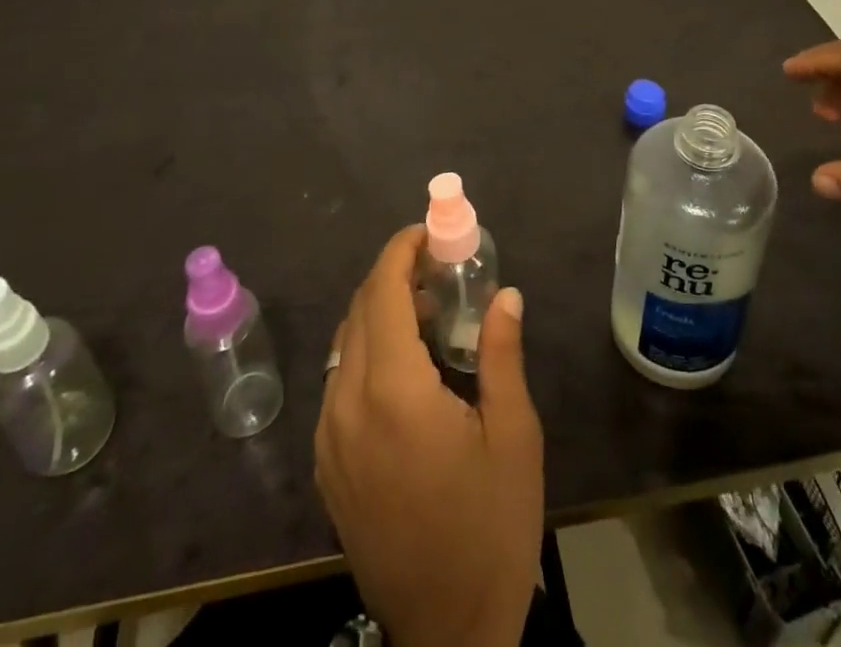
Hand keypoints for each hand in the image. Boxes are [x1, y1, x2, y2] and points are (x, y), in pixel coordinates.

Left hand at [315, 225, 542, 646]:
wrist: (448, 633)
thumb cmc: (490, 528)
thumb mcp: (514, 436)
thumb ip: (504, 354)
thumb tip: (506, 294)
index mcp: (393, 393)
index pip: (381, 293)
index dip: (400, 252)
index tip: (427, 233)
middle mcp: (347, 405)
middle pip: (358, 311)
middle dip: (392, 276)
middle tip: (437, 272)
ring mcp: (328, 438)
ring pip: (344, 344)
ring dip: (378, 312)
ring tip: (425, 314)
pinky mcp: (326, 465)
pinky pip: (339, 382)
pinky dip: (366, 351)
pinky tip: (404, 368)